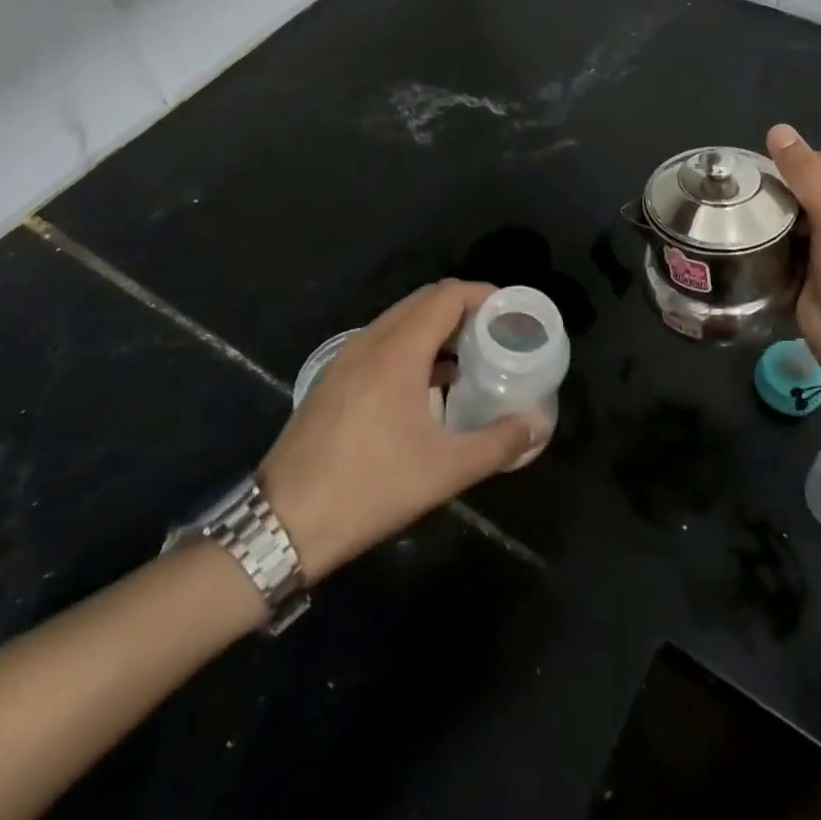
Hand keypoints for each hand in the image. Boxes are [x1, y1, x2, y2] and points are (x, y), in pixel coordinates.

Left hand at [258, 281, 544, 581]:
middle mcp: (370, 342)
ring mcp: (346, 358)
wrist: (283, 524)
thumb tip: (537, 425)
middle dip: (463, 309)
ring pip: (400, 321)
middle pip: (424, 301)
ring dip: (436, 328)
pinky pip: (382, 342)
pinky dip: (412, 346)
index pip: (447, 296)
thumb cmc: (370, 488)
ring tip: (469, 358)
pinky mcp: (334, 379)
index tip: (511, 313)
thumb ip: (498, 443)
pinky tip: (429, 385)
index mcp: (397, 351)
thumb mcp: (445, 471)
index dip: (483, 295)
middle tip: (496, 335)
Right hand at [766, 123, 820, 369]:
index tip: (772, 179)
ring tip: (747, 216)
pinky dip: (774, 238)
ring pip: (797, 216)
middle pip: (812, 189)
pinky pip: (789, 242)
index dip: (802, 166)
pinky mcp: (813, 268)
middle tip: (753, 197)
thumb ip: (805, 172)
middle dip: (784, 191)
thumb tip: (777, 129)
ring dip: (776, 215)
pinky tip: (753, 237)